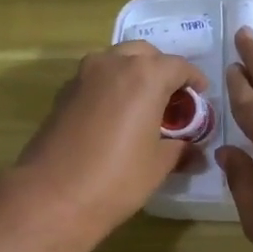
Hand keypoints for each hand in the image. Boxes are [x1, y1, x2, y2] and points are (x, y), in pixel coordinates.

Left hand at [11, 41, 206, 237]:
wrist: (52, 196)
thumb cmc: (117, 179)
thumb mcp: (159, 165)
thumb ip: (180, 148)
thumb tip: (193, 149)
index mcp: (145, 75)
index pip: (179, 66)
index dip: (194, 82)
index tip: (200, 99)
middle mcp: (113, 63)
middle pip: (145, 55)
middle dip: (162, 72)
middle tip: (171, 101)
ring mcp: (83, 76)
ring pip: (116, 62)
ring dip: (133, 76)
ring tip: (143, 108)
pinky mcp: (63, 93)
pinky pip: (96, 80)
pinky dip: (110, 88)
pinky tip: (115, 118)